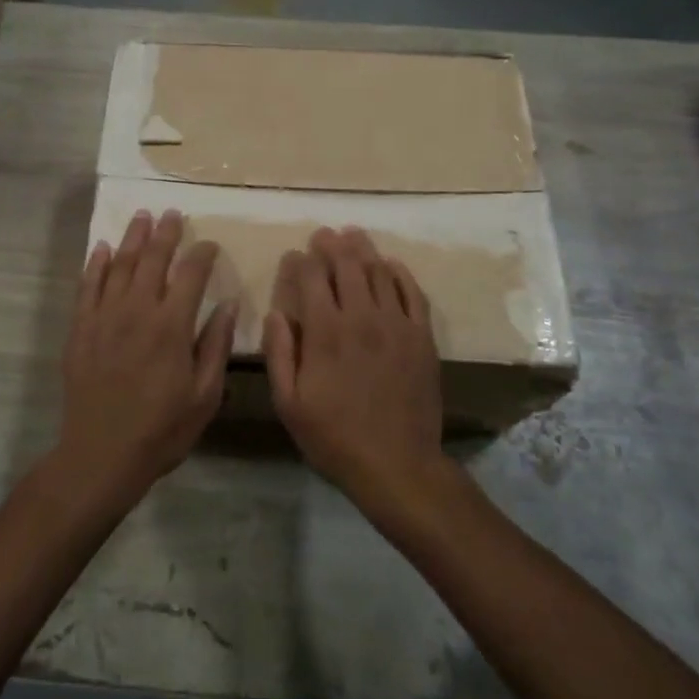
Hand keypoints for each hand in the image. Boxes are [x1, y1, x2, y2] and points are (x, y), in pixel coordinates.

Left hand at [57, 209, 237, 503]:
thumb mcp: (204, 395)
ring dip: (131, 238)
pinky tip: (100, 248)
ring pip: (119, 265)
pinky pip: (87, 287)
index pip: (191, 274)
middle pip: (152, 259)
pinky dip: (94, 264)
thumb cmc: (161, 430)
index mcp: (172, 325)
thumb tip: (227, 306)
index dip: (202, 254)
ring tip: (140, 216)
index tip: (209, 244)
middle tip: (171, 213)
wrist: (101, 454)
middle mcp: (138, 311)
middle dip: (165, 233)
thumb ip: (215, 346)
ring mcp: (104, 317)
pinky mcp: (80, 329)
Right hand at [264, 227, 447, 503]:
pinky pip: (412, 292)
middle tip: (323, 234)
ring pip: (378, 272)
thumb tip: (276, 312)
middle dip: (331, 245)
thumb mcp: (289, 404)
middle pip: (347, 266)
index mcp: (325, 332)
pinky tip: (391, 264)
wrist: (398, 464)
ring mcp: (396, 324)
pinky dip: (400, 273)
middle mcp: (361, 317)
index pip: (312, 278)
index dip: (301, 261)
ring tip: (353, 236)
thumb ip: (280, 353)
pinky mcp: (421, 336)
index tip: (294, 255)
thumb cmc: (335, 437)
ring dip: (363, 250)